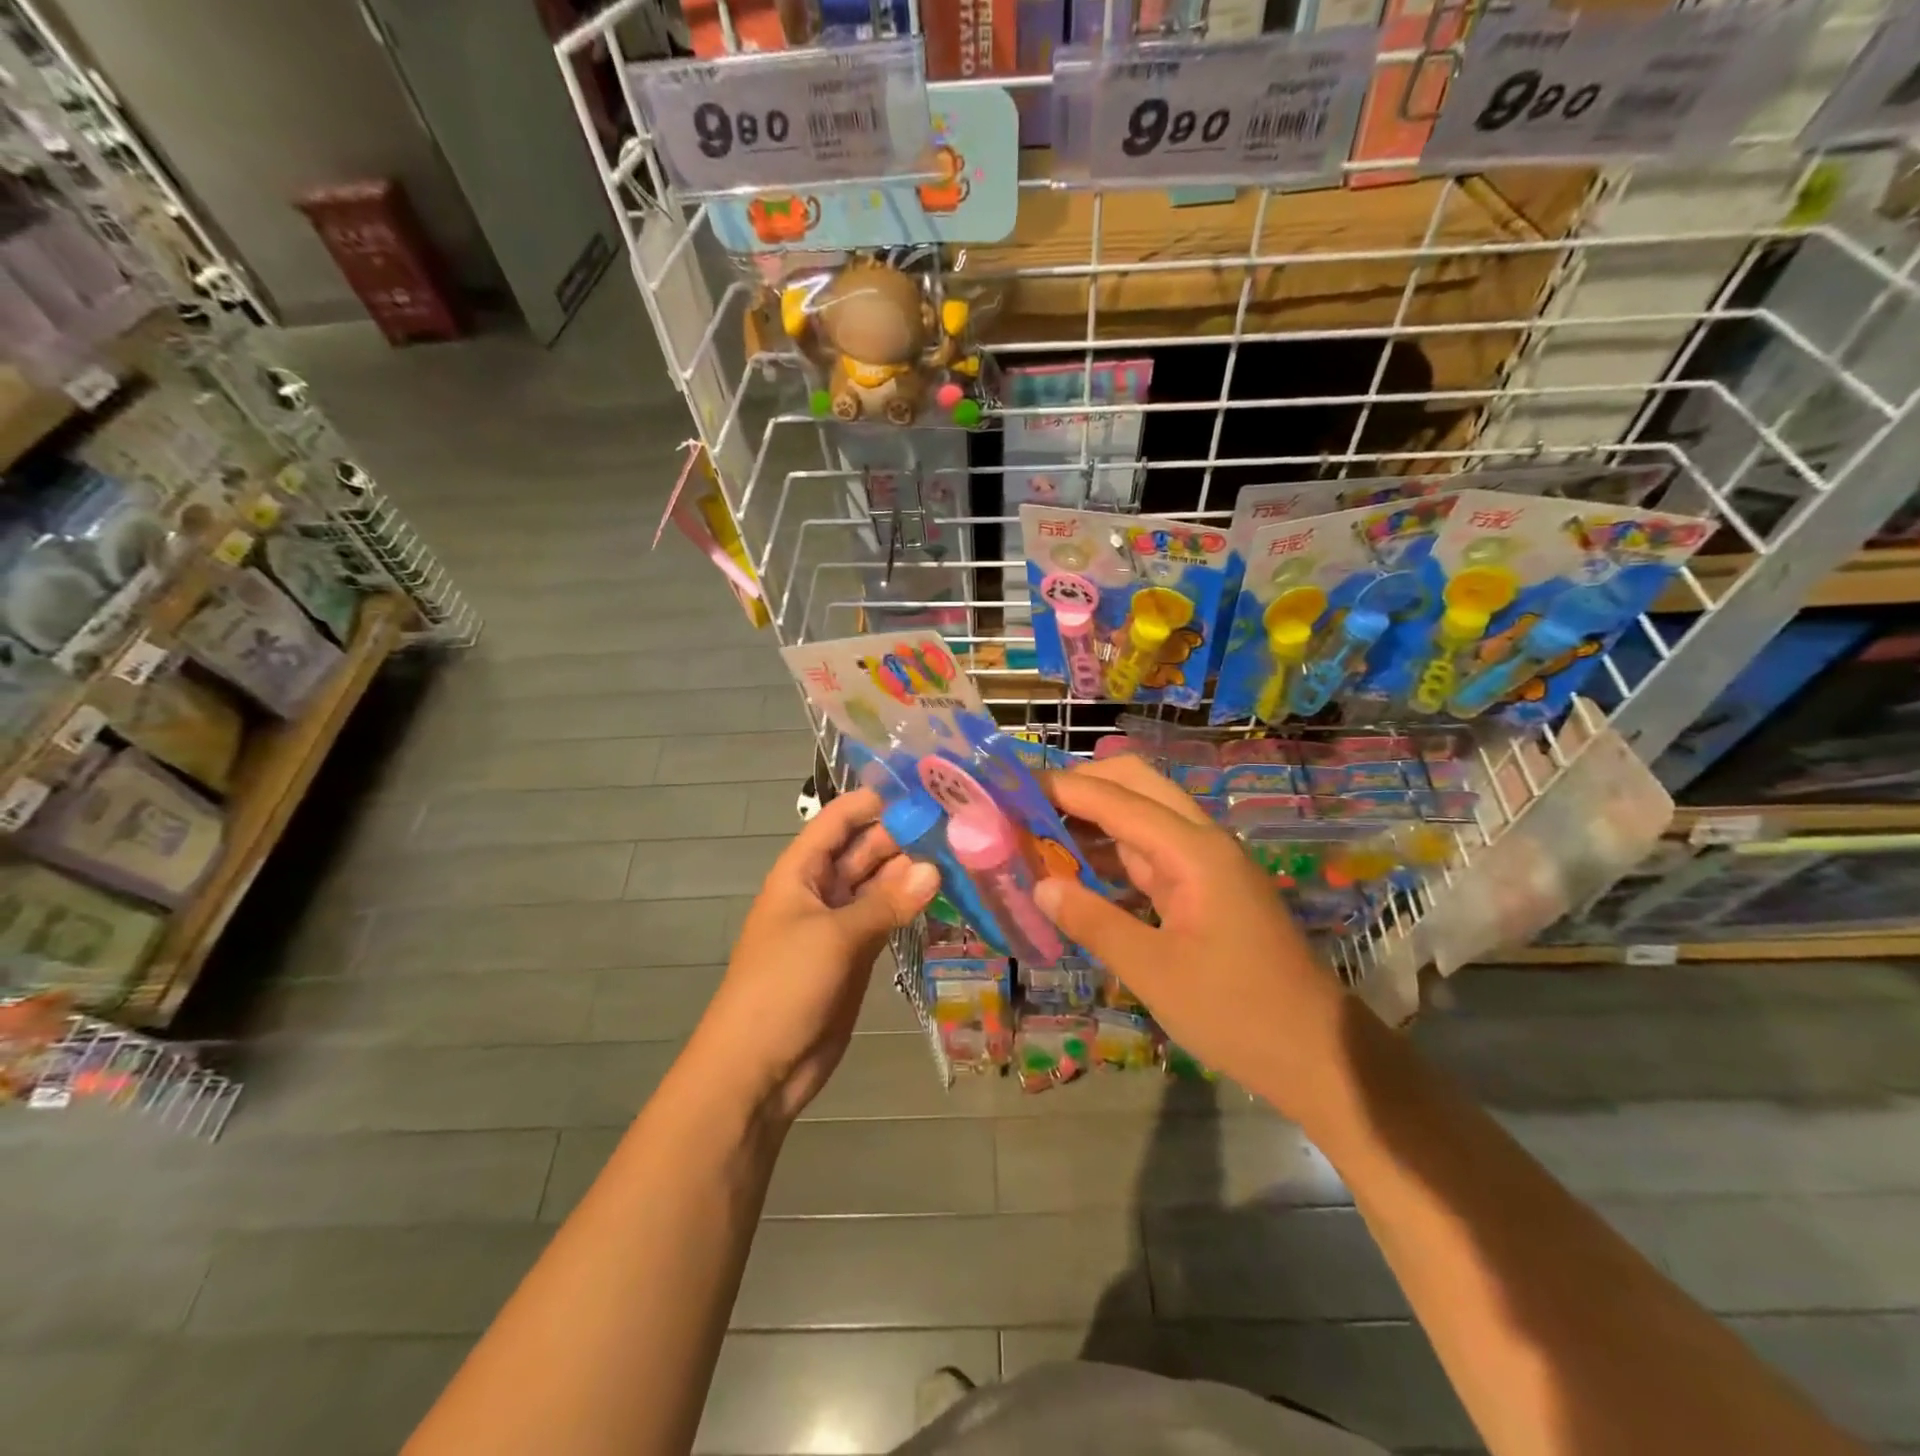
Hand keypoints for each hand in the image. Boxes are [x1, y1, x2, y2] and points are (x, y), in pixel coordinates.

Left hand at [689, 788, 938, 1124]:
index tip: (921, 789)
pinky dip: (909, 907)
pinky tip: (944, 893)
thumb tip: (934, 869)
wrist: (758, 1068)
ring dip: (911, 872)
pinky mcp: (856, 955)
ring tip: (960, 852)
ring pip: (879, 886)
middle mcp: (820, 890)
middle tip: (958, 822)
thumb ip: (886, 903)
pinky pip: (886, 919)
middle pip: (863, 851)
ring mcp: (839, 924)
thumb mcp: (834, 937)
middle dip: (902, 836)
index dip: (872, 802)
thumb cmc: (783, 986)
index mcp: (800, 872)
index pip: (837, 822)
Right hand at [1035, 756, 1349, 1122]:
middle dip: (1082, 784)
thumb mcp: (1154, 972)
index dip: (1062, 788)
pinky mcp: (1206, 887)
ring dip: (1094, 815)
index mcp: (1192, 851)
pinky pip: (1151, 851)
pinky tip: (1077, 866)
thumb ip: (1094, 921)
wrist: (1314, 1053)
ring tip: (1038, 829)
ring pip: (1143, 815)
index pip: (1116, 799)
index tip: (1012, 786)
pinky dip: (1112, 849)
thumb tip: (1042, 887)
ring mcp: (1206, 863)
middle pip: (1137, 785)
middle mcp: (1201, 842)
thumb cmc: (1236, 1013)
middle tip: (1028, 804)